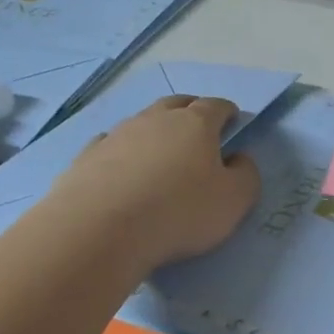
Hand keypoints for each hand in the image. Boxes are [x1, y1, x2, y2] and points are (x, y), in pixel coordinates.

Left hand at [48, 95, 260, 270]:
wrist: (102, 229)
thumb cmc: (180, 212)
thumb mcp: (234, 201)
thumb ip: (246, 175)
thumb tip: (239, 159)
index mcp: (196, 124)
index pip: (216, 106)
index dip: (228, 112)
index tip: (233, 121)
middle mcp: (155, 120)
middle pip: (177, 104)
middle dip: (191, 110)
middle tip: (199, 128)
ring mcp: (117, 135)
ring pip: (142, 122)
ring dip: (155, 131)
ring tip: (161, 153)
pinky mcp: (87, 156)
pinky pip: (111, 144)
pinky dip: (123, 151)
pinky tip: (122, 167)